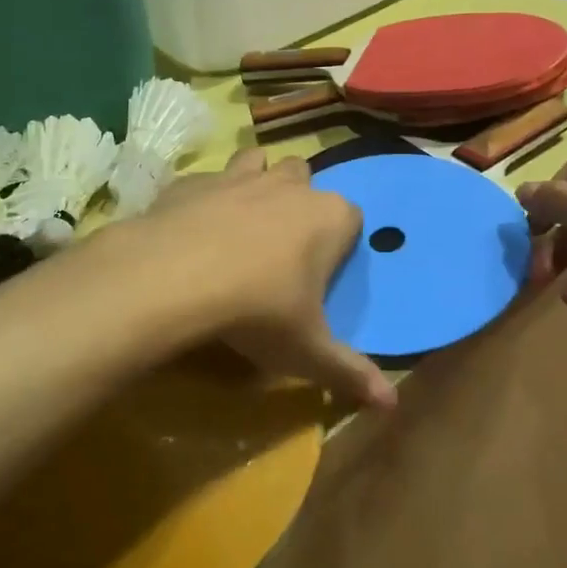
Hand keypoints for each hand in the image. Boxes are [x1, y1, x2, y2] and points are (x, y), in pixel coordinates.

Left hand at [107, 148, 395, 409]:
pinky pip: (209, 180)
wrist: (174, 278)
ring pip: (259, 162)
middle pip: (305, 180)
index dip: (340, 242)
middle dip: (299, 202)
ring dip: (256, 182)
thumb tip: (392, 405)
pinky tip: (192, 227)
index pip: (352, 217)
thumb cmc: (257, 311)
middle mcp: (289, 185)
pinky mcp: (195, 180)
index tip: (321, 273)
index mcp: (329, 217)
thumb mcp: (307, 352)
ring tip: (241, 223)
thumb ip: (351, 373)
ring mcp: (239, 176)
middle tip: (282, 247)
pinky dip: (206, 197)